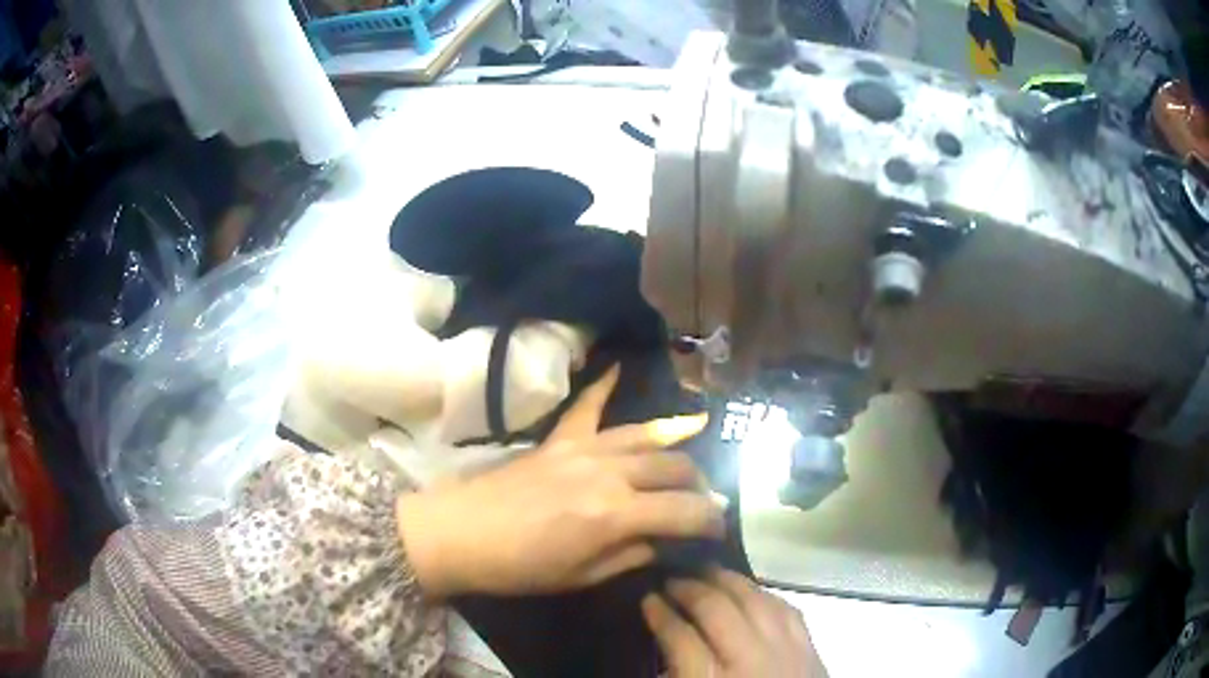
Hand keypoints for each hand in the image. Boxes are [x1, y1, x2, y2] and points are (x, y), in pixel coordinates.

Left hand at [396, 367, 723, 596]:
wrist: (459, 534)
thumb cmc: (520, 567)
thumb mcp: (583, 576)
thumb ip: (632, 555)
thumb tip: (665, 541)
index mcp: (617, 515)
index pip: (685, 511)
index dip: (711, 520)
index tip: (719, 529)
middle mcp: (609, 473)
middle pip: (672, 467)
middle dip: (698, 483)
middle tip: (702, 500)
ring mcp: (582, 449)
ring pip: (644, 436)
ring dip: (674, 439)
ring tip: (696, 439)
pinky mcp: (558, 439)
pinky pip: (587, 406)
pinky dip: (604, 386)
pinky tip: (619, 367)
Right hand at [643, 569, 827, 676]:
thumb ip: (678, 676)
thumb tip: (663, 653)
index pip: (680, 638)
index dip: (660, 614)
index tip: (646, 599)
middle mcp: (750, 660)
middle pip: (717, 610)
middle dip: (689, 589)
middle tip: (670, 579)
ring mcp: (785, 650)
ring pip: (753, 600)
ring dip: (726, 581)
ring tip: (705, 571)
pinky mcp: (809, 648)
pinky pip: (786, 608)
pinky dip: (763, 594)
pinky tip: (750, 590)